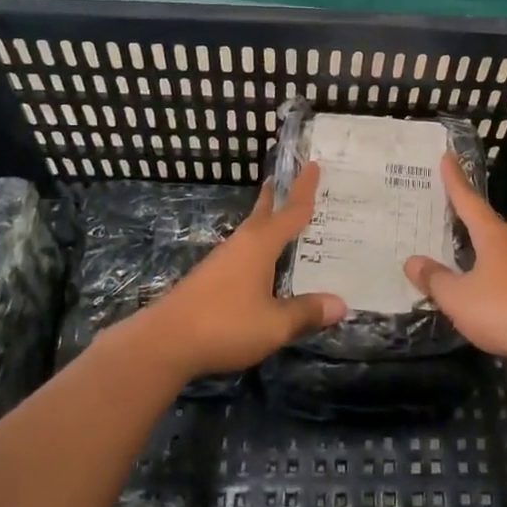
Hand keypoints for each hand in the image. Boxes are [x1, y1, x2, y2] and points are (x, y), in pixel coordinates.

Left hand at [131, 163, 345, 380]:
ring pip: (252, 232)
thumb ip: (306, 312)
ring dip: (268, 221)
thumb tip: (341, 304)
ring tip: (283, 219)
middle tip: (292, 177)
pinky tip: (262, 263)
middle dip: (278, 195)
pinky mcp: (211, 278)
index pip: (290, 212)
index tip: (314, 164)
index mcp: (260, 245)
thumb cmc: (225, 324)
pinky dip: (260, 246)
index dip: (304, 190)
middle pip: (264, 213)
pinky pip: (244, 251)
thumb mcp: (274, 324)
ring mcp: (223, 260)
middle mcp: (242, 244)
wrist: (164, 342)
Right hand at [404, 153, 506, 378]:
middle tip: (441, 198)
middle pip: (482, 221)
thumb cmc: (505, 310)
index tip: (448, 156)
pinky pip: (497, 274)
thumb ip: (435, 279)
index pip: (468, 200)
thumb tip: (412, 260)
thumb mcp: (458, 296)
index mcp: (492, 236)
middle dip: (463, 210)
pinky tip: (470, 283)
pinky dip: (479, 272)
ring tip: (450, 240)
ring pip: (491, 249)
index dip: (455, 180)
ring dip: (471, 244)